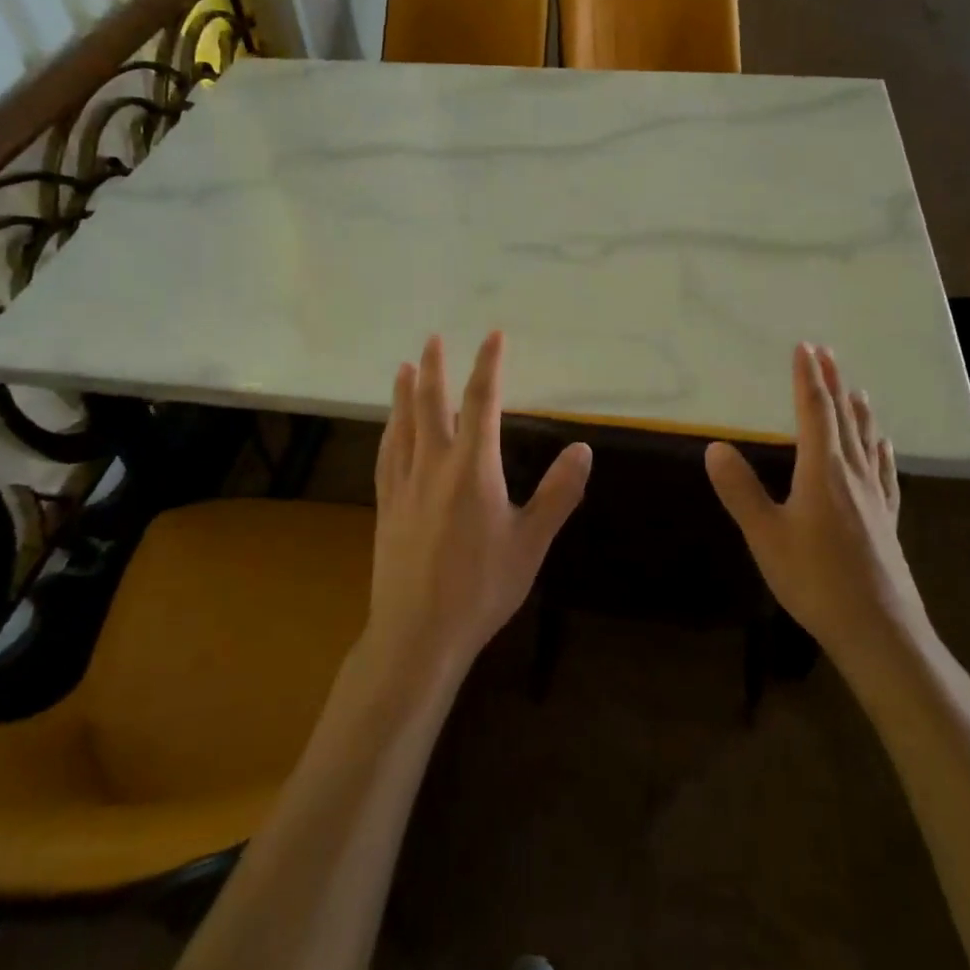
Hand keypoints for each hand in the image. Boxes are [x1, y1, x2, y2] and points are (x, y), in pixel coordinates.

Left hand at [368, 332, 591, 679]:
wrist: (418, 632)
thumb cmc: (481, 587)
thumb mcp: (531, 542)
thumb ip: (558, 493)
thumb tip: (583, 448)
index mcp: (473, 467)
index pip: (482, 402)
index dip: (489, 365)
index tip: (493, 336)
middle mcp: (433, 465)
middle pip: (431, 404)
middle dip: (435, 368)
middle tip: (432, 338)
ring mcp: (404, 484)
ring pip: (402, 425)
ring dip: (404, 393)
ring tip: (404, 368)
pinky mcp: (386, 506)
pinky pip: (386, 455)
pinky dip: (390, 431)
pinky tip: (389, 428)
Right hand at [705, 344, 929, 668]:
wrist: (878, 630)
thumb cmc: (815, 580)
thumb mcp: (765, 535)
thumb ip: (740, 490)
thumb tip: (714, 446)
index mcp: (822, 471)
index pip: (814, 413)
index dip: (807, 379)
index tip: (805, 348)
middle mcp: (851, 475)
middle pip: (842, 419)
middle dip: (832, 384)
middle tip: (827, 353)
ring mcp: (874, 498)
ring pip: (865, 443)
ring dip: (857, 412)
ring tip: (856, 390)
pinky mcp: (886, 521)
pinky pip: (884, 474)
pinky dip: (880, 453)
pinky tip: (884, 449)